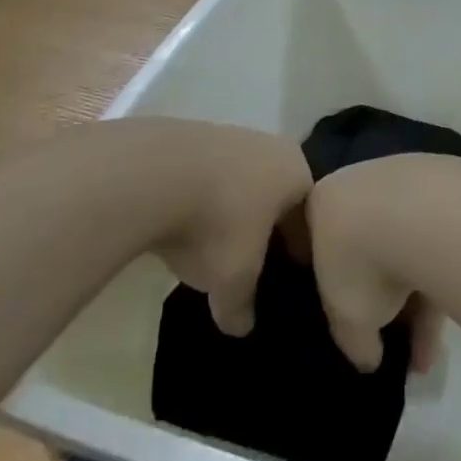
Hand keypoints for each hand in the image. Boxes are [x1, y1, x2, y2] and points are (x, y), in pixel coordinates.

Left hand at [145, 122, 310, 338]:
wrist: (151, 174)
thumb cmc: (216, 223)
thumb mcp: (234, 279)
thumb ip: (243, 305)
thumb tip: (241, 325)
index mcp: (296, 172)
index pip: (308, 215)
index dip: (298, 249)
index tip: (285, 274)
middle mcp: (270, 146)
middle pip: (275, 194)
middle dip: (266, 226)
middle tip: (251, 262)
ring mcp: (229, 135)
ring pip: (240, 181)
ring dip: (231, 210)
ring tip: (211, 245)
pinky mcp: (191, 136)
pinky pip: (207, 175)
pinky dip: (201, 198)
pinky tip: (182, 223)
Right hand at [302, 157, 442, 373]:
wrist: (421, 213)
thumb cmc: (361, 262)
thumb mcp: (346, 320)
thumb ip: (353, 341)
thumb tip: (369, 357)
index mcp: (322, 203)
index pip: (318, 244)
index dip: (328, 282)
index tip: (340, 312)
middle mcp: (360, 186)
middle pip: (365, 247)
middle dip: (379, 301)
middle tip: (390, 342)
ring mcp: (404, 184)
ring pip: (404, 250)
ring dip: (414, 306)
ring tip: (426, 359)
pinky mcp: (444, 192)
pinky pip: (434, 247)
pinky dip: (437, 287)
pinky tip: (443, 336)